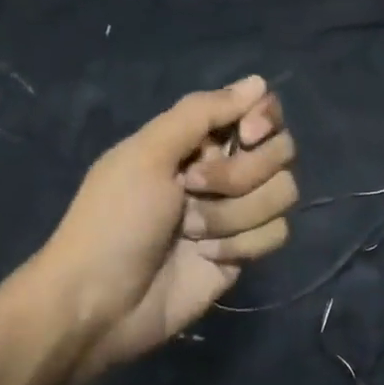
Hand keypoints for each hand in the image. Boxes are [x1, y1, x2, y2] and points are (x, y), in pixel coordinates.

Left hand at [21, 75, 296, 384]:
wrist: (100, 303)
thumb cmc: (114, 220)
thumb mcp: (147, 153)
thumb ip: (202, 112)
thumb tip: (259, 81)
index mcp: (198, 140)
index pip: (261, 111)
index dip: (263, 120)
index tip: (245, 134)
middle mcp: (225, 170)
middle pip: (281, 152)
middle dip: (239, 174)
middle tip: (192, 188)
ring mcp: (239, 212)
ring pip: (283, 193)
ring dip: (234, 214)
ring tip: (191, 231)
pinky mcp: (247, 251)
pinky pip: (277, 233)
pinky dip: (241, 244)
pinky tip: (206, 256)